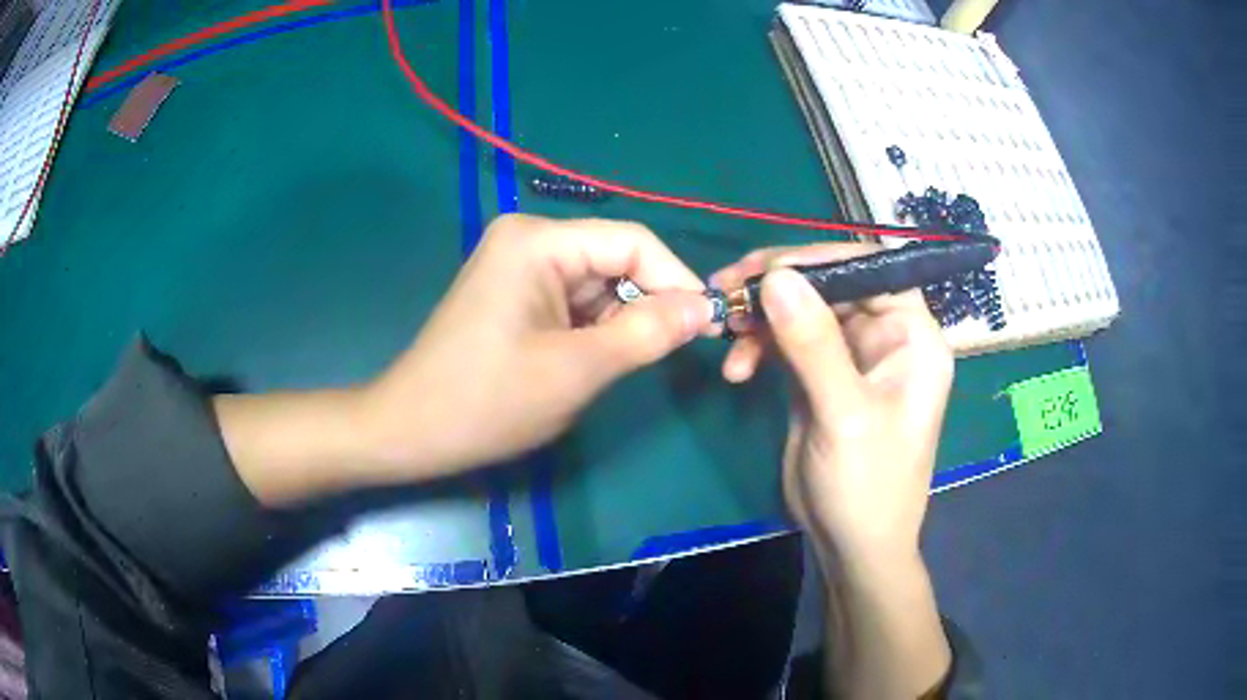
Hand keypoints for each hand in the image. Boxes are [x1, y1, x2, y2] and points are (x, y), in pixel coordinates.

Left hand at [358, 214, 713, 480]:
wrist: (411, 430)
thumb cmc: (488, 401)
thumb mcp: (577, 369)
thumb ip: (648, 332)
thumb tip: (704, 308)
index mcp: (538, 241)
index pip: (632, 242)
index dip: (676, 279)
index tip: (708, 325)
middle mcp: (528, 239)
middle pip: (614, 260)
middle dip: (646, 303)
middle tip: (671, 351)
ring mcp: (516, 265)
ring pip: (596, 283)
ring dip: (618, 321)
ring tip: (617, 364)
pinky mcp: (512, 292)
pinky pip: (571, 299)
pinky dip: (592, 328)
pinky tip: (588, 360)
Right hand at [710, 243, 952, 564]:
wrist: (851, 545)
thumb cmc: (868, 485)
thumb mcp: (844, 416)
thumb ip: (814, 345)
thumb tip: (777, 276)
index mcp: (912, 336)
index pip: (873, 269)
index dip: (822, 258)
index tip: (767, 266)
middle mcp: (885, 337)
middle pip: (830, 284)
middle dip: (778, 286)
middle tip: (727, 291)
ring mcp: (850, 355)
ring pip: (802, 309)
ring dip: (761, 317)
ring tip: (726, 334)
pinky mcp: (820, 376)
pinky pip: (786, 341)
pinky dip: (758, 346)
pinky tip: (736, 368)